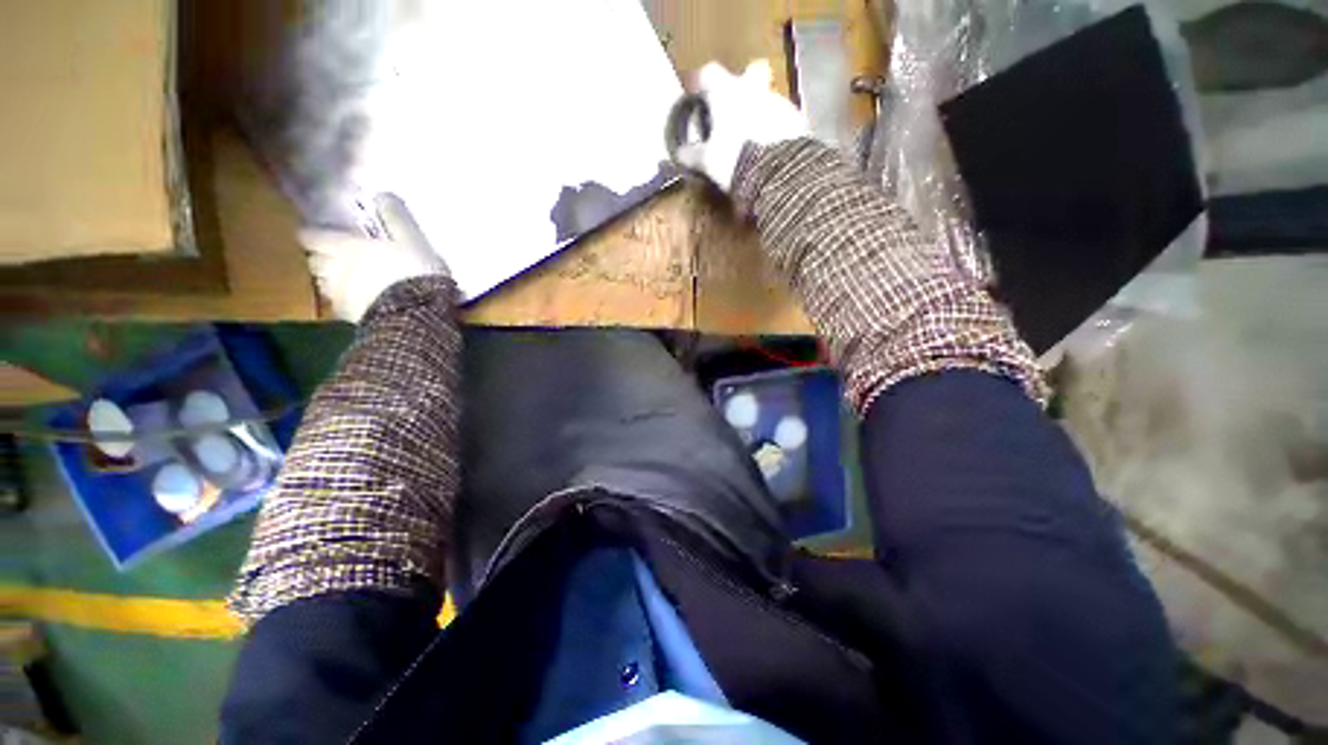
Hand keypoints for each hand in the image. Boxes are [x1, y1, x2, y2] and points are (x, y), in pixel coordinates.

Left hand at [299, 195, 449, 321]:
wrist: (414, 314)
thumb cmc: (412, 272)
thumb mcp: (412, 240)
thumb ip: (396, 218)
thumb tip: (382, 195)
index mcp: (345, 247)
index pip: (313, 236)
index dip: (313, 234)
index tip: (317, 233)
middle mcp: (333, 269)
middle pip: (314, 261)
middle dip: (320, 258)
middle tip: (333, 257)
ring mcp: (338, 296)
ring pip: (323, 284)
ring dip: (330, 280)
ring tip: (347, 281)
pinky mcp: (349, 318)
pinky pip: (340, 305)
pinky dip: (345, 301)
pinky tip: (360, 302)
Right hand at [675, 60, 808, 191]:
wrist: (775, 171)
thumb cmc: (733, 158)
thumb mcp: (708, 161)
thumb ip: (693, 154)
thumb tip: (680, 153)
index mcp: (727, 93)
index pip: (710, 73)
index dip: (704, 83)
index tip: (702, 96)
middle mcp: (753, 88)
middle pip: (752, 70)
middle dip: (747, 83)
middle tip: (739, 107)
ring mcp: (778, 101)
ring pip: (769, 97)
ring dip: (762, 111)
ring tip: (756, 140)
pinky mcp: (796, 119)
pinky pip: (784, 117)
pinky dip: (777, 128)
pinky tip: (772, 149)